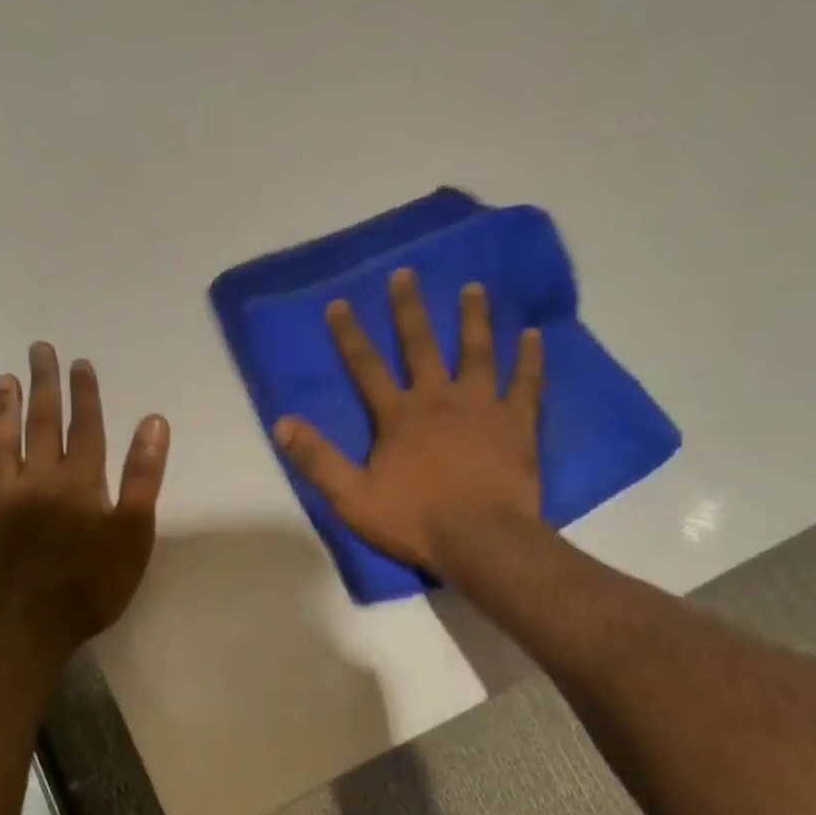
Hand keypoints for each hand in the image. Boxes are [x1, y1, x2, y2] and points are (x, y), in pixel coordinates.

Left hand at [0, 343, 169, 656]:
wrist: (31, 625)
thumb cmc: (93, 581)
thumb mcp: (132, 532)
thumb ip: (142, 476)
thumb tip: (153, 422)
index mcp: (78, 480)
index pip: (84, 426)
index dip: (84, 393)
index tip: (80, 362)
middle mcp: (39, 479)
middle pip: (41, 423)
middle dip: (43, 385)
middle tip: (37, 350)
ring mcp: (8, 499)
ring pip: (4, 443)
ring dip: (5, 410)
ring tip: (4, 380)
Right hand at [273, 270, 542, 572]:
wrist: (482, 540)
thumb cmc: (415, 520)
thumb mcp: (353, 497)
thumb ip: (318, 459)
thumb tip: (282, 422)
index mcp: (398, 416)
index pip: (366, 367)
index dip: (350, 335)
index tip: (339, 303)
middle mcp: (438, 399)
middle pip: (421, 345)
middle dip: (409, 309)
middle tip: (406, 274)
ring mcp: (481, 407)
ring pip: (476, 352)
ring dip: (472, 318)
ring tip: (474, 287)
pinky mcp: (516, 423)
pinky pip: (525, 382)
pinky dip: (529, 358)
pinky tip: (533, 334)